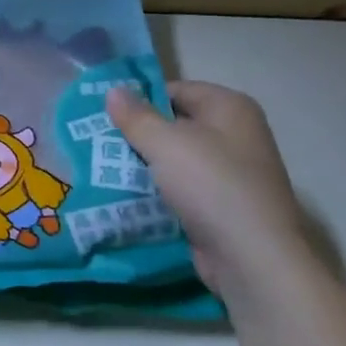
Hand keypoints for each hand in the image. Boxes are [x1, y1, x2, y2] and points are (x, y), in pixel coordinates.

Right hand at [105, 81, 314, 299]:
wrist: (250, 256)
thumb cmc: (211, 185)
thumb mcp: (166, 144)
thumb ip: (136, 116)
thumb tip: (113, 90)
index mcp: (229, 108)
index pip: (176, 89)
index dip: (140, 98)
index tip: (103, 113)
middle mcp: (234, 135)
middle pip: (174, 125)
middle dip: (136, 134)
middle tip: (95, 141)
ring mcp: (229, 172)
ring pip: (174, 160)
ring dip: (141, 165)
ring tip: (101, 167)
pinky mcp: (219, 205)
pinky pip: (179, 188)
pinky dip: (155, 191)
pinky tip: (124, 196)